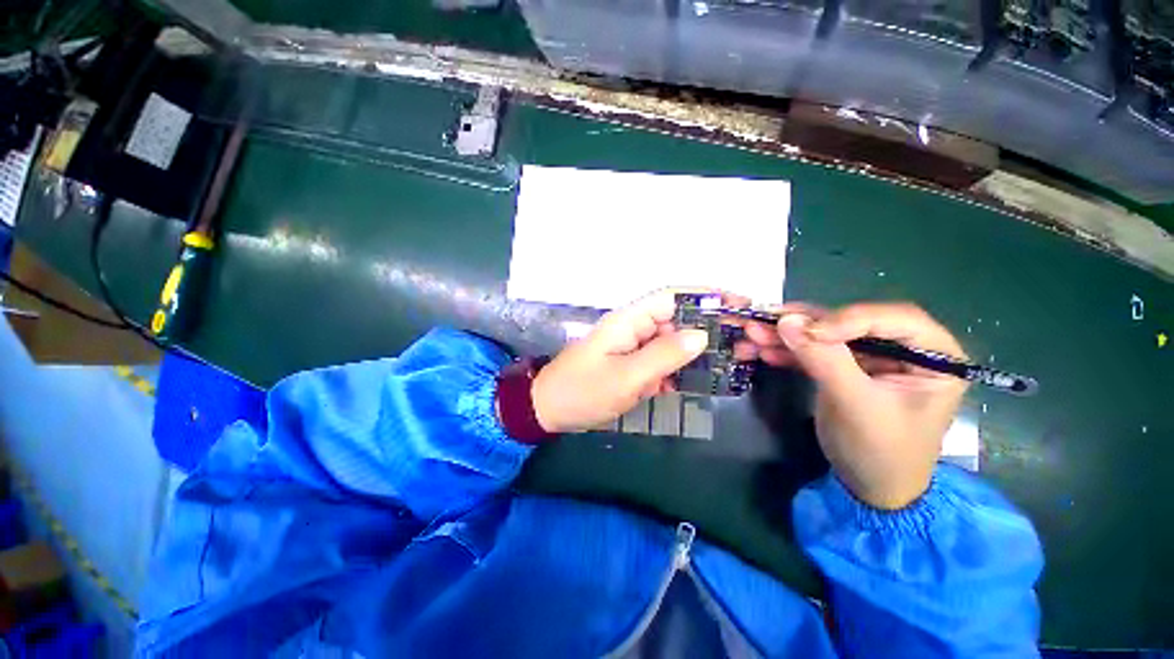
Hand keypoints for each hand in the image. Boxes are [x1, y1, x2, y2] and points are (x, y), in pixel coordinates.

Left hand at [532, 289, 746, 432]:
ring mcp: (633, 347)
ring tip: (731, 360)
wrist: (549, 409)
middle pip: (677, 318)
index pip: (672, 297)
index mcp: (629, 320)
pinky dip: (681, 368)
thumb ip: (663, 355)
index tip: (739, 304)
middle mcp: (634, 328)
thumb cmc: (582, 391)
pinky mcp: (632, 365)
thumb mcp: (625, 376)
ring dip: (699, 350)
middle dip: (710, 326)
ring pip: (673, 341)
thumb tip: (701, 335)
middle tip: (744, 340)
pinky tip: (700, 379)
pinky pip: (663, 361)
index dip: (706, 296)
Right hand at [739, 302, 968, 509]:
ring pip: (825, 335)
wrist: (869, 489)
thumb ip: (824, 360)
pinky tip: (761, 351)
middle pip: (849, 322)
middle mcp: (903, 349)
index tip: (805, 331)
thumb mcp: (856, 405)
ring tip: (750, 335)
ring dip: (785, 336)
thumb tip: (786, 320)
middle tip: (762, 322)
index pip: (892, 318)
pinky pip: (813, 351)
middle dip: (802, 325)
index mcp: (933, 355)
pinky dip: (786, 351)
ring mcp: (870, 359)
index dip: (847, 318)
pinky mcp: (844, 369)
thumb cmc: (881, 452)